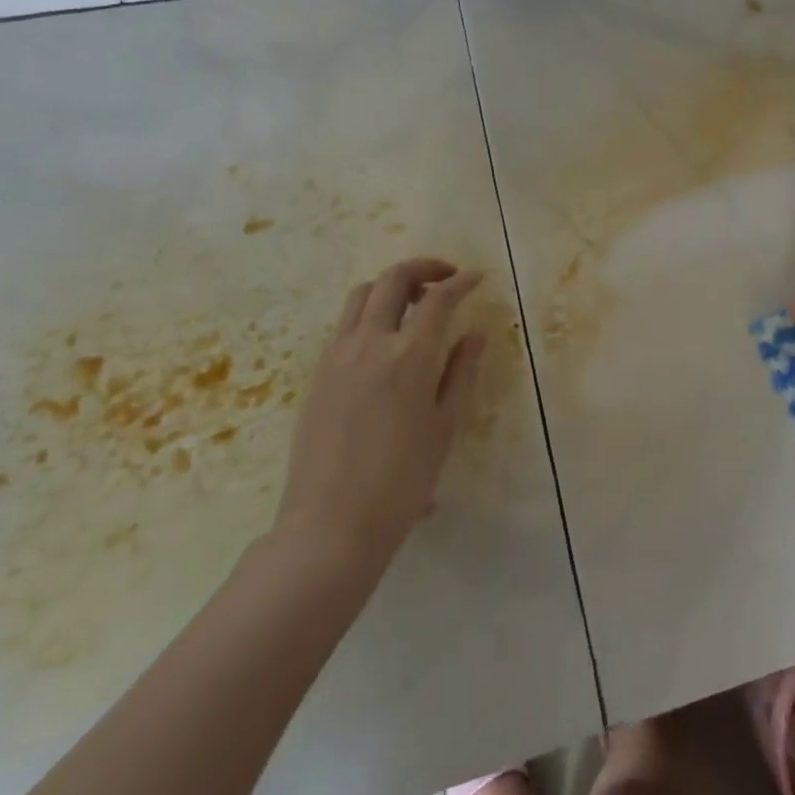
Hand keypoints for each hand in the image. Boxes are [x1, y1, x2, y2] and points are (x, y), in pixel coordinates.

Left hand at [273, 258, 485, 569]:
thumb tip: (474, 335)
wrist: (330, 526)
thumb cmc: (402, 481)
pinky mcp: (318, 373)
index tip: (476, 278)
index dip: (461, 282)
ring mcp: (337, 355)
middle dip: (424, 268)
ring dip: (391, 286)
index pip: (438, 298)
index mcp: (409, 355)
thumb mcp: (444, 426)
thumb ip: (460, 372)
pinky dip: (368, 313)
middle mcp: (370, 343)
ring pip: (361, 295)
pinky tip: (384, 340)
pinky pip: (344, 324)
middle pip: (393, 280)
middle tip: (446, 277)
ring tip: (413, 303)